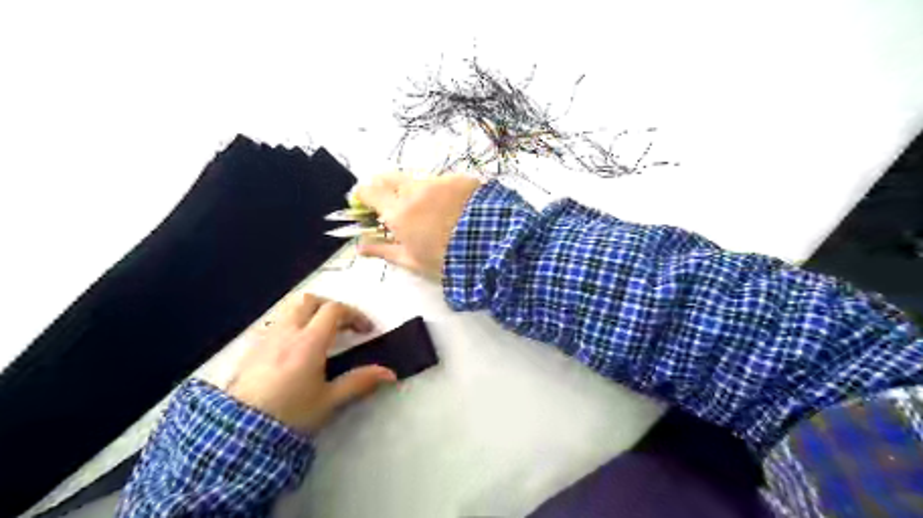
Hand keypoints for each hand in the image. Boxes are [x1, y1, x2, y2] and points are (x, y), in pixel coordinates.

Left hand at [227, 293, 397, 433]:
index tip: (366, 330)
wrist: (237, 435)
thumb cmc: (290, 415)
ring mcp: (267, 338)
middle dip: (331, 307)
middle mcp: (287, 332)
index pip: (335, 310)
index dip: (355, 315)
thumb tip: (389, 374)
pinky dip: (292, 324)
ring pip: (290, 308)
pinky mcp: (252, 348)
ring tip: (320, 333)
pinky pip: (276, 323)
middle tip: (343, 325)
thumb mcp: (329, 401)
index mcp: (309, 342)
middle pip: (311, 300)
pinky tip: (295, 347)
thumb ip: (359, 382)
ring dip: (310, 312)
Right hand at [355, 171, 479, 278]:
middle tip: (391, 203)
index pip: (368, 190)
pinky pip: (441, 182)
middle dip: (384, 186)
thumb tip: (359, 246)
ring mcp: (437, 181)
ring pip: (416, 179)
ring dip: (414, 191)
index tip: (366, 205)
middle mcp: (413, 190)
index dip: (363, 195)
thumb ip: (383, 250)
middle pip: (388, 177)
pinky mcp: (458, 179)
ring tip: (429, 211)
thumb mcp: (412, 260)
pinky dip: (439, 192)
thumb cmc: (446, 259)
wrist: (491, 246)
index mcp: (398, 211)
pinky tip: (452, 208)